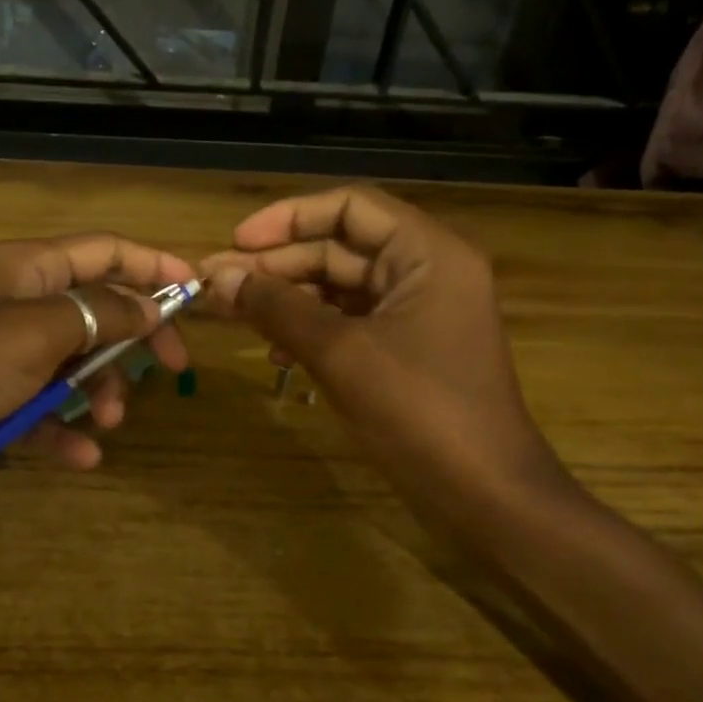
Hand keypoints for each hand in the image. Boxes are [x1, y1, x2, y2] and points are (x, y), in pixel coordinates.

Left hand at [0, 234, 193, 484]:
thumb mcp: (32, 333)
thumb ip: (97, 315)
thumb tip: (150, 305)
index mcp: (26, 269)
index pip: (104, 251)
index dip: (154, 266)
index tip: (197, 294)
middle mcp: (15, 302)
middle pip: (94, 310)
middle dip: (133, 340)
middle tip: (170, 371)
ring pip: (69, 364)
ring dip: (97, 392)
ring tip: (111, 423)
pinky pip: (35, 408)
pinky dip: (59, 429)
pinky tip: (81, 457)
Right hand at [202, 186, 563, 501]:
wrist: (484, 494)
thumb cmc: (419, 412)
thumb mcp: (341, 353)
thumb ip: (279, 308)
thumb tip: (220, 278)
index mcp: (427, 253)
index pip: (350, 206)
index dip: (288, 217)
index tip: (237, 242)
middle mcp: (426, 271)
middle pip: (340, 247)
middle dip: (278, 265)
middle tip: (219, 285)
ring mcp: (418, 313)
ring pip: (340, 287)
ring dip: (288, 299)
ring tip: (235, 316)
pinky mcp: (407, 350)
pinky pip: (350, 323)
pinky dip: (311, 331)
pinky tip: (276, 355)